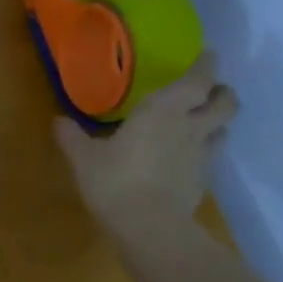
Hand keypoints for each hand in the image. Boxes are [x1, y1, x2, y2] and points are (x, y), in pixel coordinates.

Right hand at [55, 51, 237, 237]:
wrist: (149, 226)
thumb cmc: (114, 181)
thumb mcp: (83, 158)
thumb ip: (72, 137)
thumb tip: (57, 121)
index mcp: (163, 111)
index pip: (198, 80)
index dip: (206, 65)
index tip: (207, 55)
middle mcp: (190, 127)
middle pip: (225, 102)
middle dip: (221, 92)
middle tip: (210, 90)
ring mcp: (201, 155)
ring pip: (223, 129)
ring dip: (217, 122)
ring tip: (201, 124)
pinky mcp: (203, 181)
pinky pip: (210, 158)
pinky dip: (204, 152)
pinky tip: (187, 159)